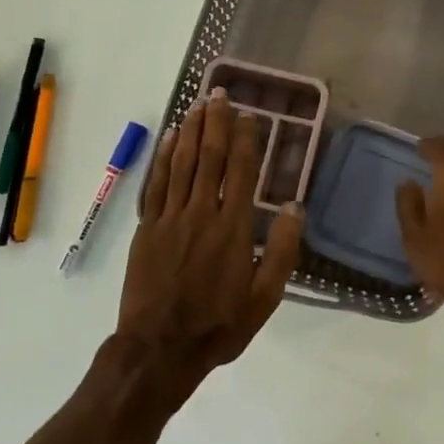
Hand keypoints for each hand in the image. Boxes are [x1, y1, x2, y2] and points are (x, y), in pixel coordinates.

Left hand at [117, 92, 301, 399]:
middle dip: (215, 123)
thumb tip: (294, 206)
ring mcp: (170, 218)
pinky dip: (164, 157)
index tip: (249, 115)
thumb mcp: (264, 297)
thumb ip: (281, 250)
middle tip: (219, 94)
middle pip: (209, 157)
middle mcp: (201, 213)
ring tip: (197, 104)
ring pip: (181, 163)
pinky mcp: (148, 228)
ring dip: (190, 130)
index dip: (245, 139)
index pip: (240, 171)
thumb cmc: (218, 324)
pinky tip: (170, 137)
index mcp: (232, 228)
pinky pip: (157, 183)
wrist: (159, 350)